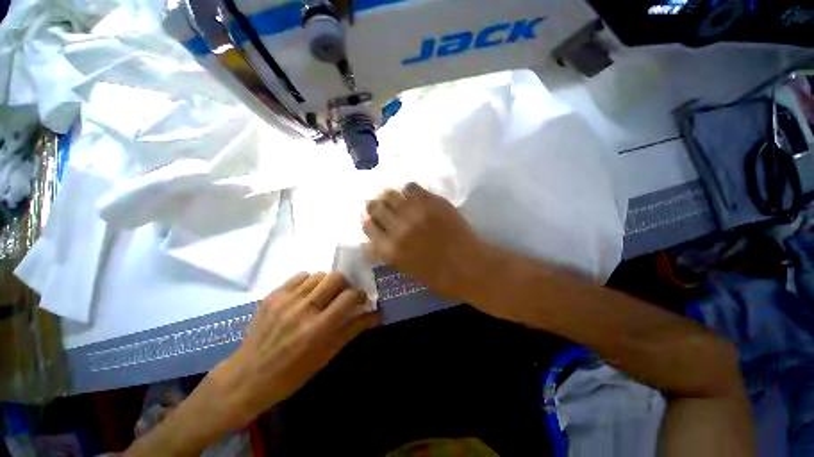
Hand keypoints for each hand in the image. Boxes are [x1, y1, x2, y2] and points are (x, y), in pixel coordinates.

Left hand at [207, 272, 379, 429]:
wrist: (247, 377)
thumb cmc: (292, 373)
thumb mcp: (327, 355)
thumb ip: (353, 330)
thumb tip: (377, 315)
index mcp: (318, 328)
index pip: (349, 297)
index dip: (360, 295)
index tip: (360, 300)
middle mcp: (303, 309)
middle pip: (335, 277)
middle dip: (344, 285)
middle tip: (341, 296)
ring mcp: (285, 300)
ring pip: (318, 274)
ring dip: (326, 283)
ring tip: (322, 296)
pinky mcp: (272, 295)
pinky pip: (300, 276)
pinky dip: (308, 282)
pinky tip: (305, 295)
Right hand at [362, 183, 486, 298]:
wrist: (468, 266)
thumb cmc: (437, 275)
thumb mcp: (405, 268)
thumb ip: (386, 252)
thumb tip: (372, 240)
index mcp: (389, 249)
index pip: (368, 227)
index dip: (367, 220)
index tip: (369, 218)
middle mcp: (397, 228)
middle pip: (375, 207)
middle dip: (374, 206)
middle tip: (378, 205)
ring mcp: (415, 212)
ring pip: (390, 194)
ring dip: (389, 196)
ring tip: (394, 199)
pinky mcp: (431, 202)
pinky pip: (412, 187)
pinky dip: (408, 190)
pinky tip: (412, 196)